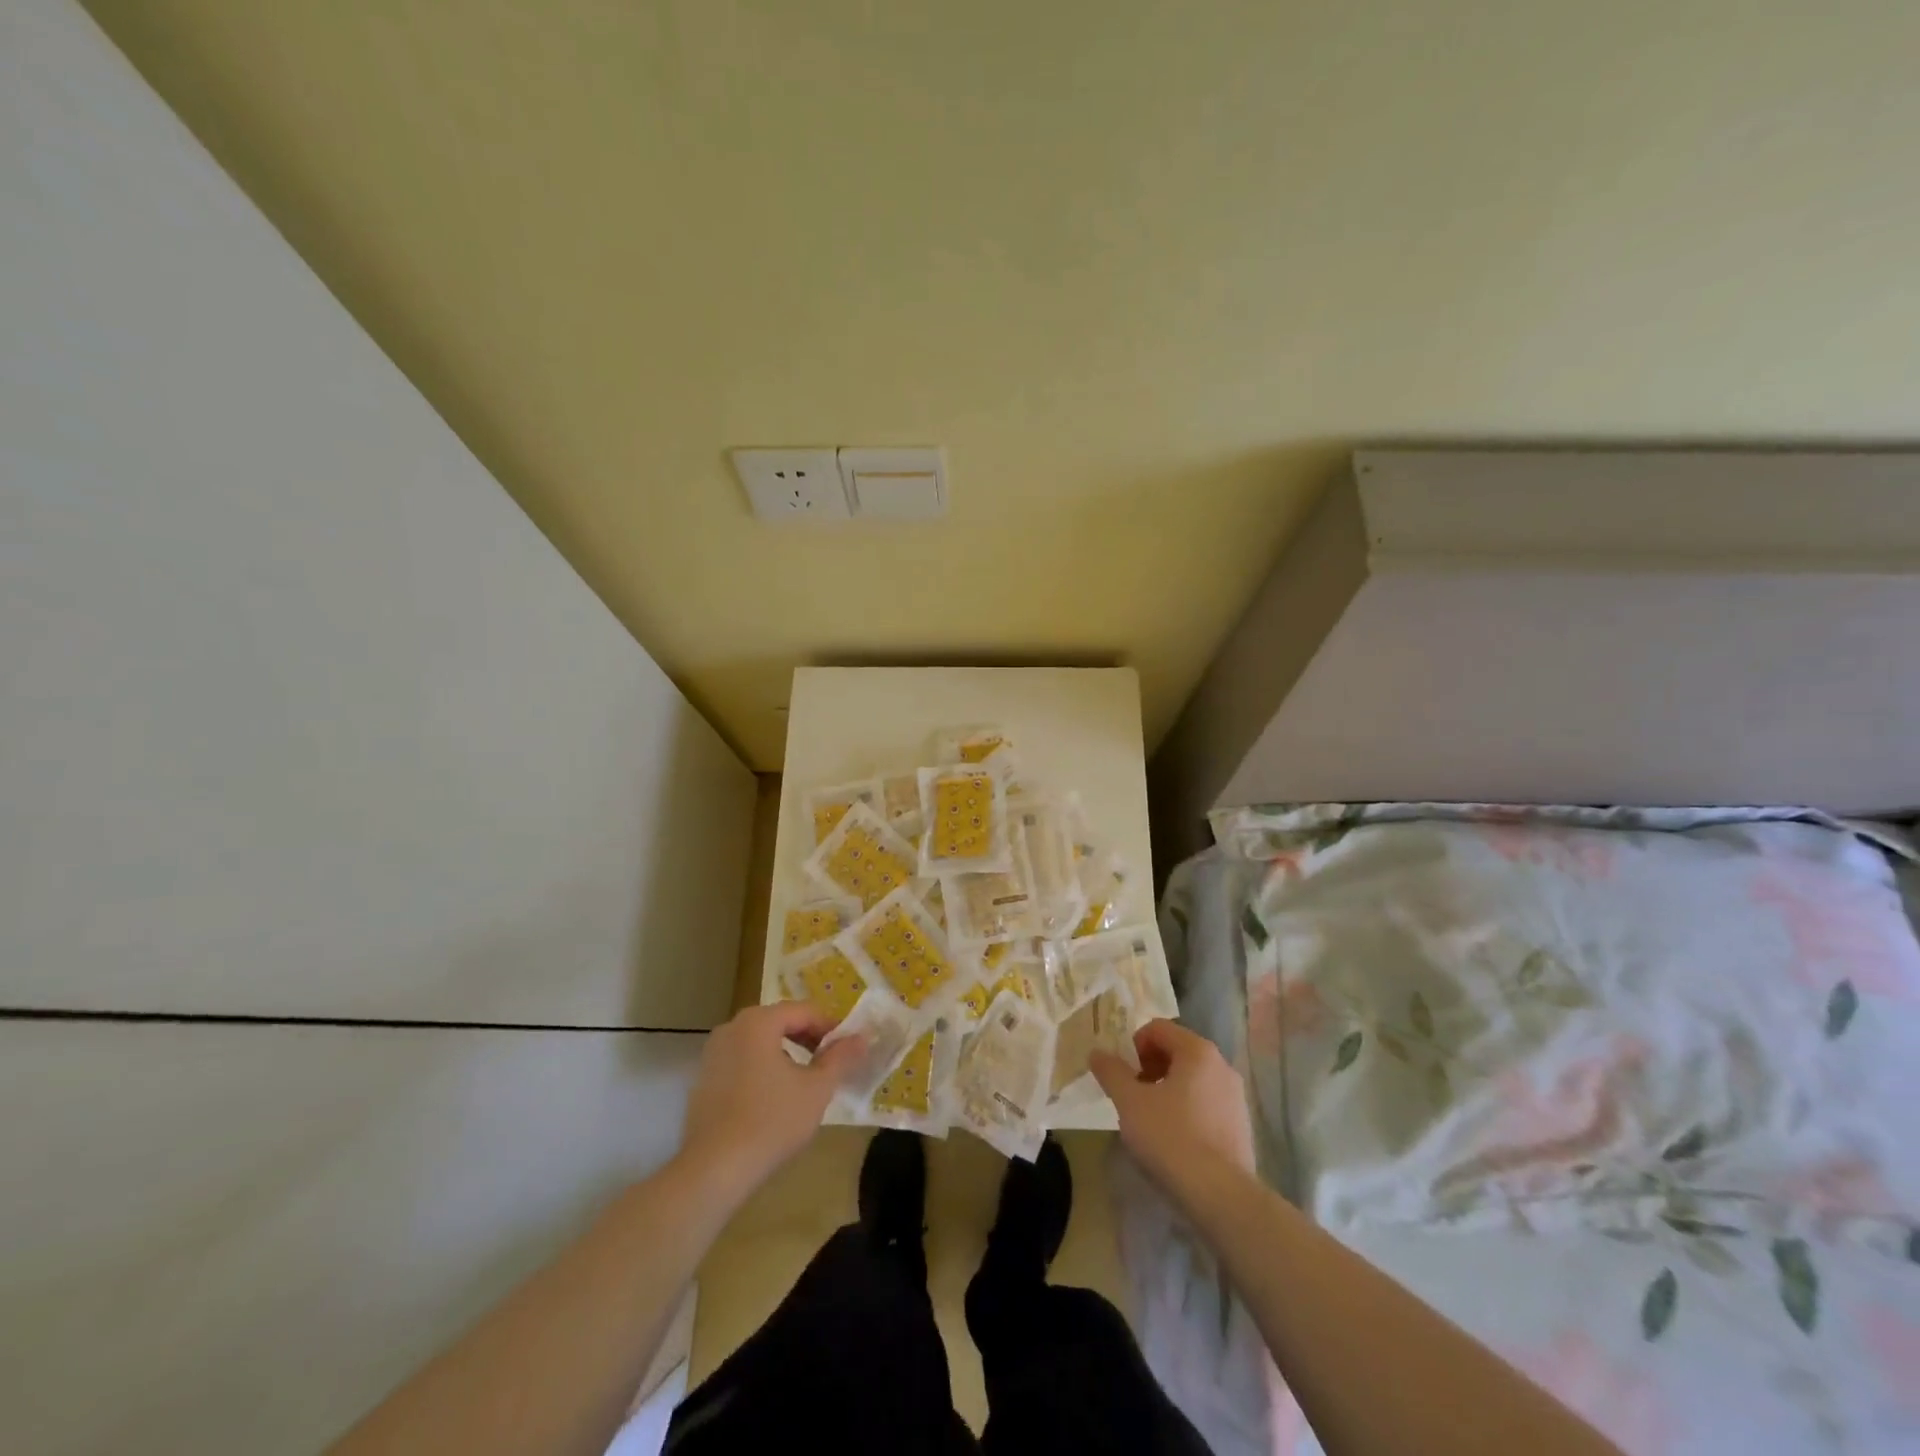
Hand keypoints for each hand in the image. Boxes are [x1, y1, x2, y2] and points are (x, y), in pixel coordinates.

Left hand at [675, 1002, 865, 1199]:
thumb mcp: (817, 1089)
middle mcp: (732, 1028)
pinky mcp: (703, 1080)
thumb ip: (841, 1058)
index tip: (848, 1049)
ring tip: (805, 1082)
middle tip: (830, 1064)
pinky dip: (762, 1070)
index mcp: (758, 1022)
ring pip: (760, 1043)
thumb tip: (861, 1037)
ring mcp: (713, 1054)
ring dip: (786, 1054)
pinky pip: (742, 1062)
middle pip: (780, 1023)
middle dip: (808, 1040)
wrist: (713, 1170)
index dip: (830, 1027)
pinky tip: (774, 1099)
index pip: (804, 1011)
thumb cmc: (771, 1121)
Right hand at [1092, 1019, 1255, 1204]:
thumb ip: (1111, 1072)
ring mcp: (1236, 1097)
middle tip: (1132, 1095)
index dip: (1133, 1045)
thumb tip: (1097, 1052)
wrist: (1221, 1196)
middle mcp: (1222, 1065)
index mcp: (1197, 1051)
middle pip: (1176, 1052)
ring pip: (1192, 1080)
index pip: (1158, 1028)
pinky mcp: (1241, 1126)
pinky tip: (1175, 1140)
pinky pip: (1206, 1104)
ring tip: (1151, 1120)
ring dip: (1167, 1089)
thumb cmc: (1171, 1137)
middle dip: (1149, 1067)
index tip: (1122, 1074)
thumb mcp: (1129, 1102)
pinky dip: (1187, 1110)